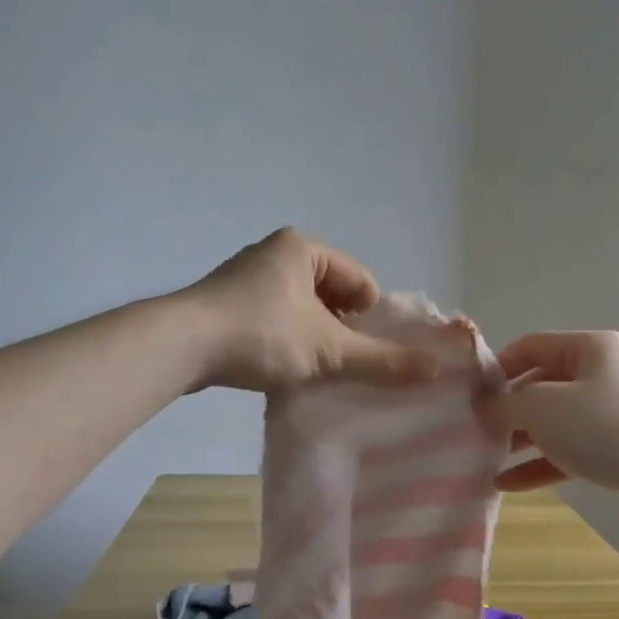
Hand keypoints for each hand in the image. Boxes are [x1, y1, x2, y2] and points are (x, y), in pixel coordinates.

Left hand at [183, 229, 437, 391]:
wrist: (182, 347)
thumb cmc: (263, 335)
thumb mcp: (329, 350)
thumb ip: (383, 361)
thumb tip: (437, 370)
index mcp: (304, 248)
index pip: (360, 280)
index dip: (372, 318)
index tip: (370, 353)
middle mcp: (275, 253)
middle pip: (332, 295)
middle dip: (343, 330)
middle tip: (345, 364)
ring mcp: (247, 278)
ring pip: (302, 310)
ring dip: (315, 338)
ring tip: (317, 370)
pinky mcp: (227, 305)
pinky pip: (274, 320)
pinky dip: (287, 342)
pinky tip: (285, 368)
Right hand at [489, 331, 618, 525]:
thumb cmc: (605, 429)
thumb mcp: (543, 408)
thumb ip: (506, 404)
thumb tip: (486, 407)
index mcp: (591, 348)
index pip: (532, 346)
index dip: (497, 368)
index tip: (470, 395)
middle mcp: (605, 373)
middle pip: (543, 385)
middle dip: (509, 410)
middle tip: (477, 432)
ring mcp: (615, 412)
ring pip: (556, 421)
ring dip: (522, 440)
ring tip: (488, 460)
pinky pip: (572, 449)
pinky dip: (542, 463)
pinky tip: (508, 484)